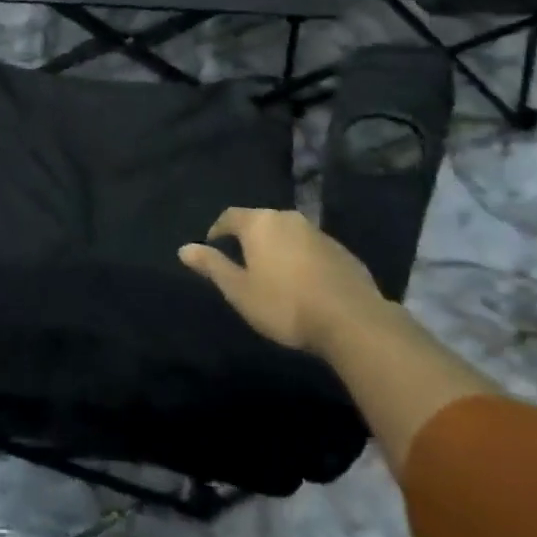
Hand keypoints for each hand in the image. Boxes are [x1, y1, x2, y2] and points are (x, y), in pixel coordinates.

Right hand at [179, 207, 389, 357]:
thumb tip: (184, 248)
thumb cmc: (284, 304)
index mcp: (260, 223)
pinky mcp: (343, 251)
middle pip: (261, 222)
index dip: (218, 230)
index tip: (213, 246)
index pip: (230, 216)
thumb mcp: (239, 290)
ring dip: (278, 248)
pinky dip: (302, 259)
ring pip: (288, 234)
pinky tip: (304, 283)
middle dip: (249, 238)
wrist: (352, 320)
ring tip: (273, 274)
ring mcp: (319, 233)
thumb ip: (212, 266)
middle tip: (243, 261)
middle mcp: (288, 218)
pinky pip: (312, 249)